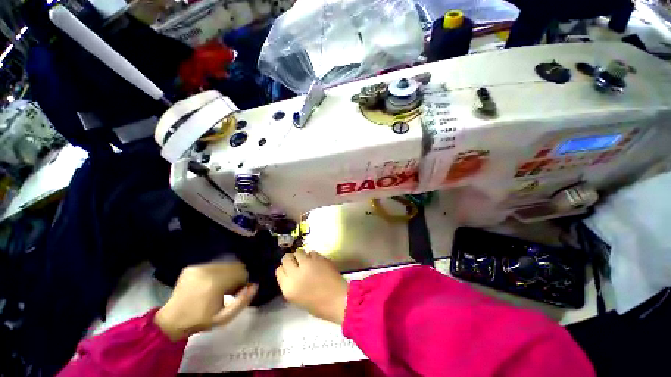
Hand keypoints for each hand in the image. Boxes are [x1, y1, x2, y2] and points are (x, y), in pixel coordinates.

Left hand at [154, 262, 256, 340]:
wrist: (171, 321)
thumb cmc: (200, 320)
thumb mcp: (224, 318)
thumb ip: (242, 301)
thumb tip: (254, 285)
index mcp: (216, 283)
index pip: (241, 272)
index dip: (243, 281)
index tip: (238, 291)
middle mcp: (208, 270)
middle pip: (234, 265)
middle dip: (236, 275)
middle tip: (230, 289)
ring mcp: (199, 267)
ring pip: (224, 264)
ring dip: (226, 273)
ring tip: (219, 286)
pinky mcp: (192, 267)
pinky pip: (212, 265)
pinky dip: (216, 272)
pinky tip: (209, 283)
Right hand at [276, 249, 347, 323]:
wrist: (338, 299)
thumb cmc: (318, 305)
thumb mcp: (297, 299)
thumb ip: (291, 284)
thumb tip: (291, 273)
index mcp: (288, 287)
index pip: (279, 270)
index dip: (284, 269)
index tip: (289, 270)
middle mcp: (296, 273)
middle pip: (286, 258)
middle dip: (291, 259)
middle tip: (297, 263)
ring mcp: (308, 263)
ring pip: (298, 251)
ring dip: (301, 256)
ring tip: (307, 261)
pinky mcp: (318, 258)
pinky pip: (311, 252)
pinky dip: (312, 256)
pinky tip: (317, 262)